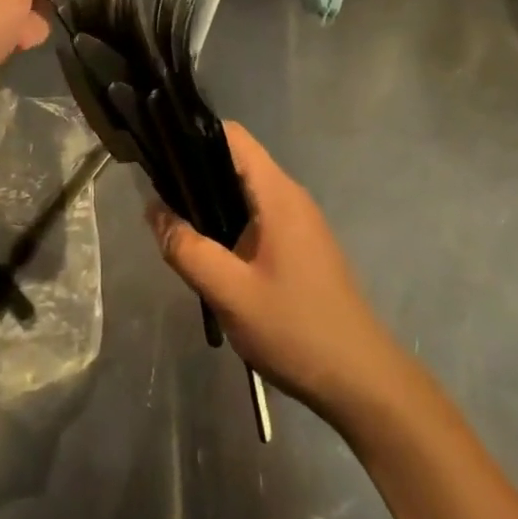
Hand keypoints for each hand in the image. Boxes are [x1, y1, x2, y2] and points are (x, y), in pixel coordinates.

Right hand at [150, 122, 407, 432]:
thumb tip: (153, 210)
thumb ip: (188, 250)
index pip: (233, 136)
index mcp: (277, 195)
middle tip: (157, 195)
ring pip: (244, 192)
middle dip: (195, 170)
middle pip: (235, 161)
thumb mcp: (231, 293)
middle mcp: (290, 198)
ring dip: (210, 200)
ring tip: (175, 222)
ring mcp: (299, 223)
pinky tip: (209, 252)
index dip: (194, 134)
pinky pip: (256, 217)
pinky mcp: (301, 247)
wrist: (363, 384)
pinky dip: (228, 222)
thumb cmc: (297, 330)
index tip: (160, 150)